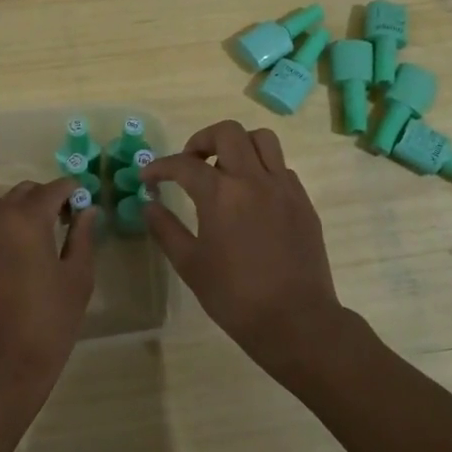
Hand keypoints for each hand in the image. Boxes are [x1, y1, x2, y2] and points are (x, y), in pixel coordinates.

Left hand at [0, 177, 95, 417]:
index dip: (71, 191)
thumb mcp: (77, 278)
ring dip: (18, 216)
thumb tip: (87, 210)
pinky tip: (10, 266)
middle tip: (62, 221)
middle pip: (21, 193)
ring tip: (36, 243)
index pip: (53, 188)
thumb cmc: (49, 322)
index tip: (83, 202)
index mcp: (27, 219)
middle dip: (43, 199)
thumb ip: (82, 236)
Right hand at [143, 120, 355, 381]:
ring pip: (262, 139)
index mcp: (221, 194)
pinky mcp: (303, 201)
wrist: (295, 320)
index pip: (183, 164)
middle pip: (228, 132)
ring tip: (224, 169)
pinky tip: (251, 197)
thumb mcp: (190, 265)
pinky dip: (262, 169)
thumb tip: (150, 205)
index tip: (148, 177)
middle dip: (202, 140)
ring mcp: (283, 187)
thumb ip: (166, 229)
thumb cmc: (235, 296)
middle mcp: (254, 179)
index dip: (160, 167)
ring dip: (238, 145)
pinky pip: (281, 167)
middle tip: (190, 162)